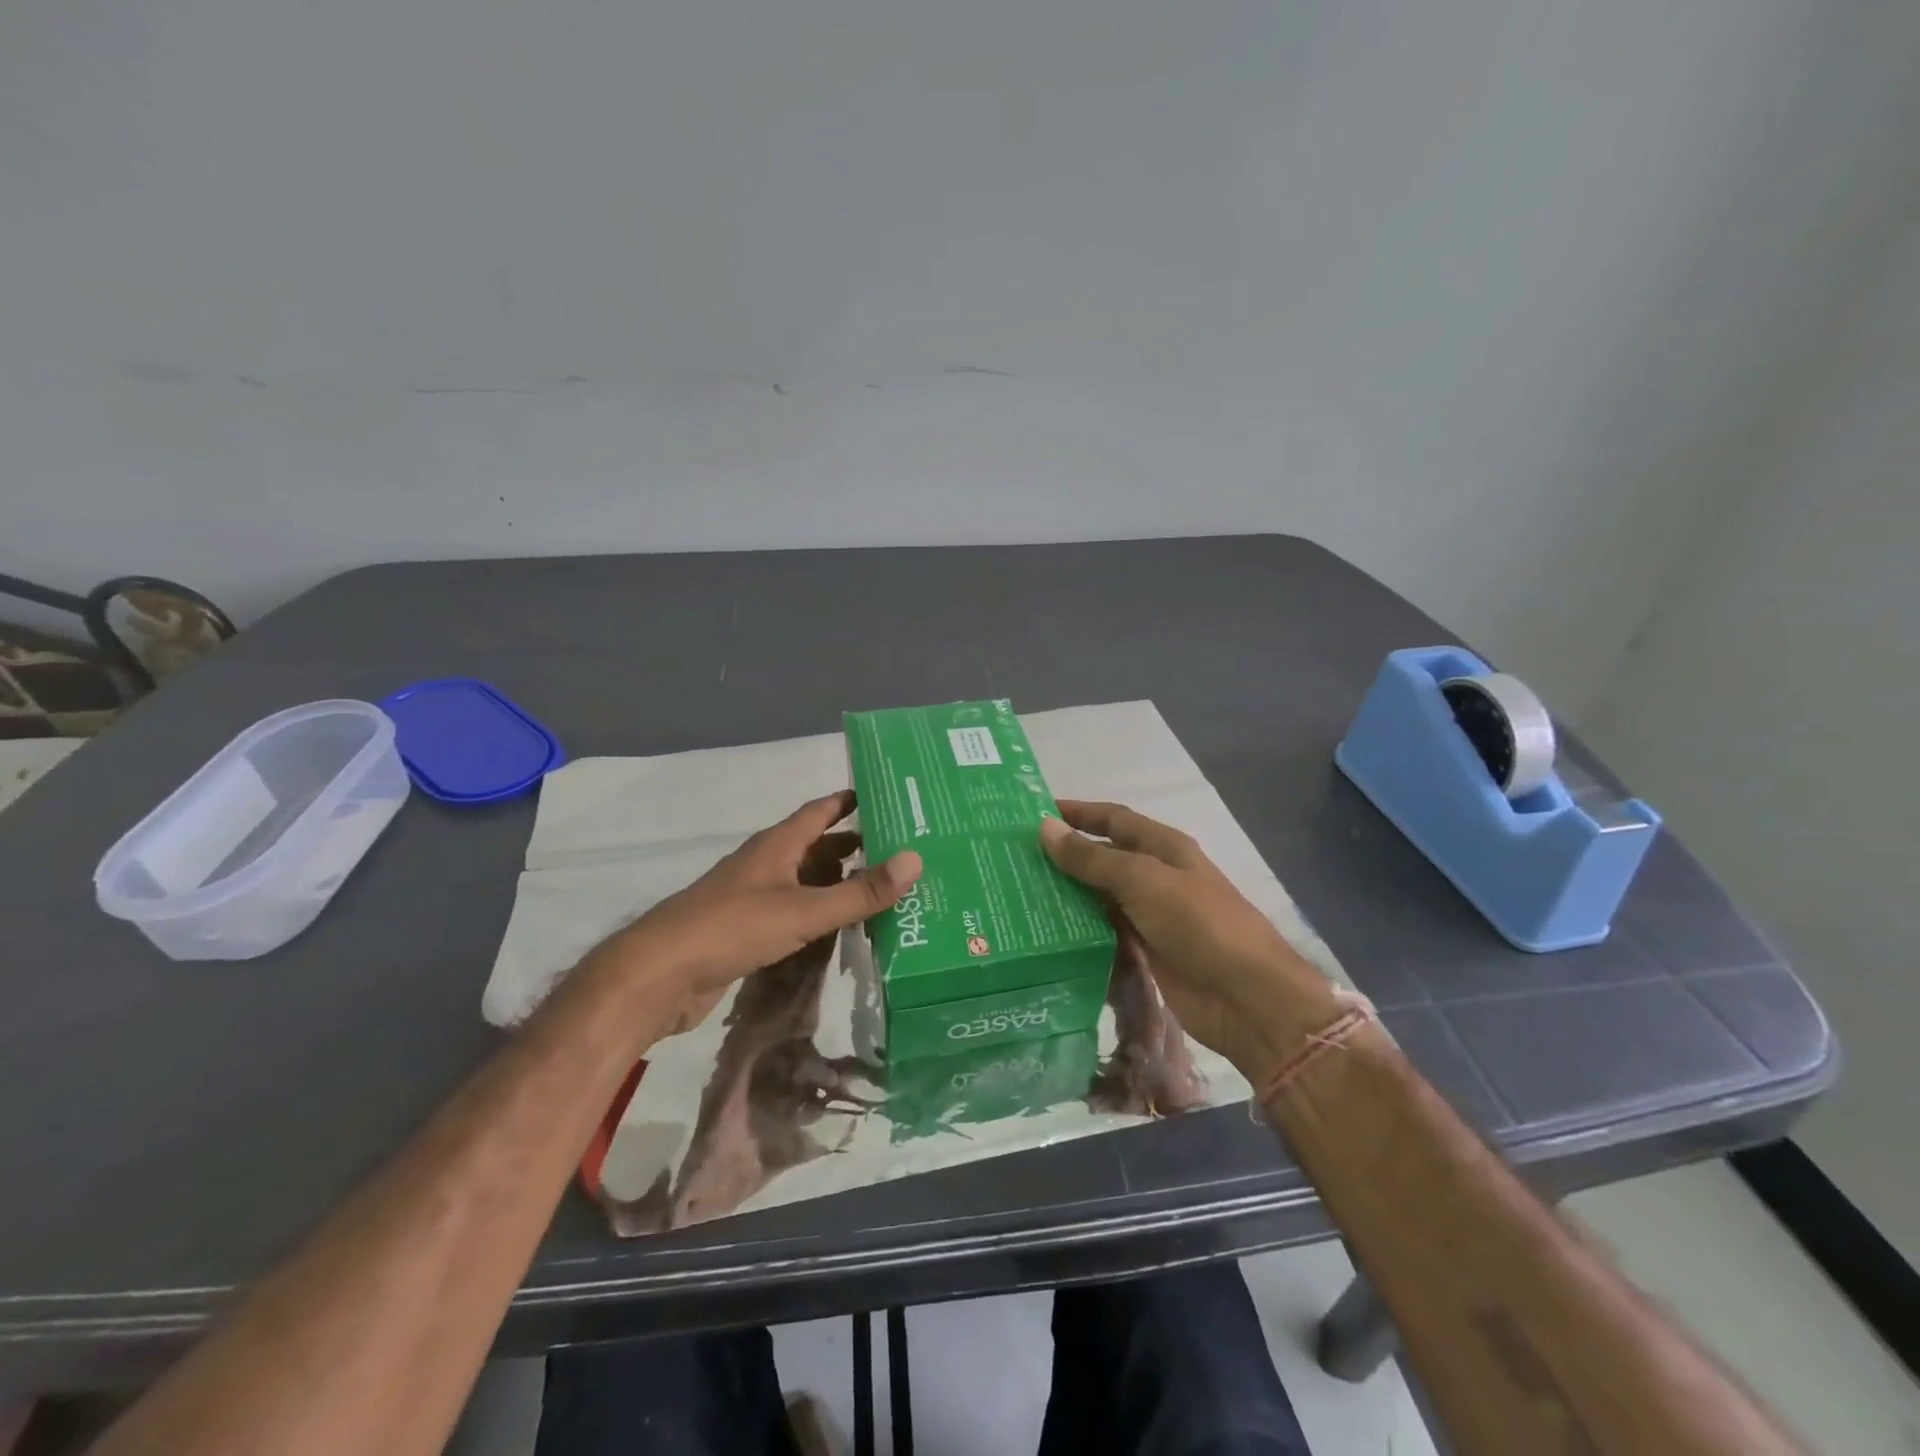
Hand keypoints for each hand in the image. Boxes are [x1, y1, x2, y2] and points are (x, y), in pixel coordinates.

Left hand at [589, 790, 920, 1033]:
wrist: (660, 975)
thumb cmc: (732, 928)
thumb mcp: (803, 910)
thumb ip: (859, 891)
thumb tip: (915, 859)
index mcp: (777, 845)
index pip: (821, 810)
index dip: (851, 800)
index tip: (889, 796)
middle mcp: (767, 863)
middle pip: (818, 845)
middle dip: (856, 845)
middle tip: (902, 849)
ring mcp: (755, 896)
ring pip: (807, 880)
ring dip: (840, 881)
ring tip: (884, 888)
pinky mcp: (748, 929)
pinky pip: (795, 911)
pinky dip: (821, 913)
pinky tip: (844, 928)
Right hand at [1039, 801, 1341, 1082]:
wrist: (1246, 997)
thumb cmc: (1198, 923)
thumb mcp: (1142, 881)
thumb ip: (1092, 858)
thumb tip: (1045, 827)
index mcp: (1163, 847)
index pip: (1113, 819)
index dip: (1078, 813)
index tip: (1035, 813)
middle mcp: (1156, 876)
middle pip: (1104, 858)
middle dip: (1066, 857)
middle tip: (1016, 861)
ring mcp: (1151, 916)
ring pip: (1100, 898)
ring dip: (1068, 896)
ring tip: (1022, 896)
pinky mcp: (1146, 952)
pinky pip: (1105, 933)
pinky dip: (1080, 931)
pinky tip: (1048, 934)